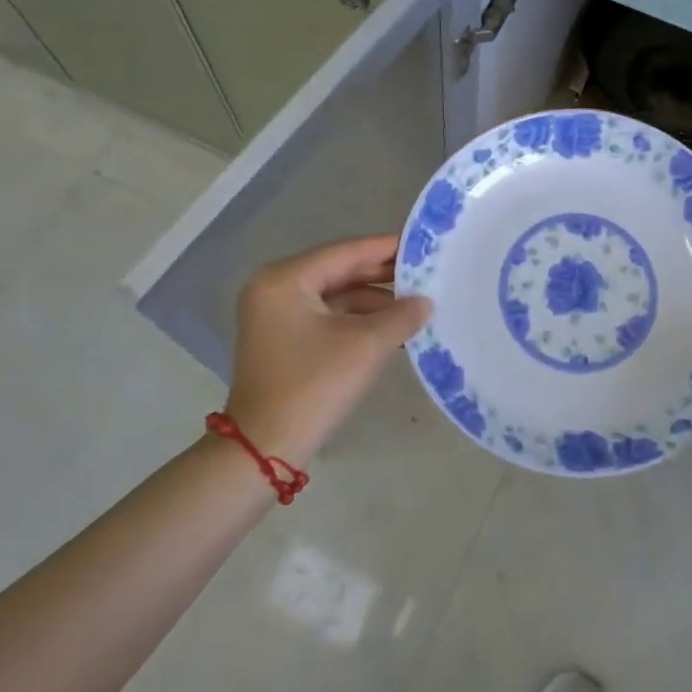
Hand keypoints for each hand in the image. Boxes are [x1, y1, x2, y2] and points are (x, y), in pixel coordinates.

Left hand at [222, 235, 431, 466]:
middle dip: (382, 275)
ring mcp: (275, 315)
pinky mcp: (282, 339)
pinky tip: (391, 328)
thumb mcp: (365, 346)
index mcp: (285, 279)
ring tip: (416, 304)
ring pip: (334, 296)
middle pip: (338, 271)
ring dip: (373, 301)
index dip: (386, 248)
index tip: (422, 244)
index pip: (345, 252)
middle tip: (425, 272)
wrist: (266, 447)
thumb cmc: (313, 386)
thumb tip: (426, 301)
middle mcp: (274, 288)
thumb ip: (401, 316)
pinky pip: (326, 317)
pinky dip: (357, 320)